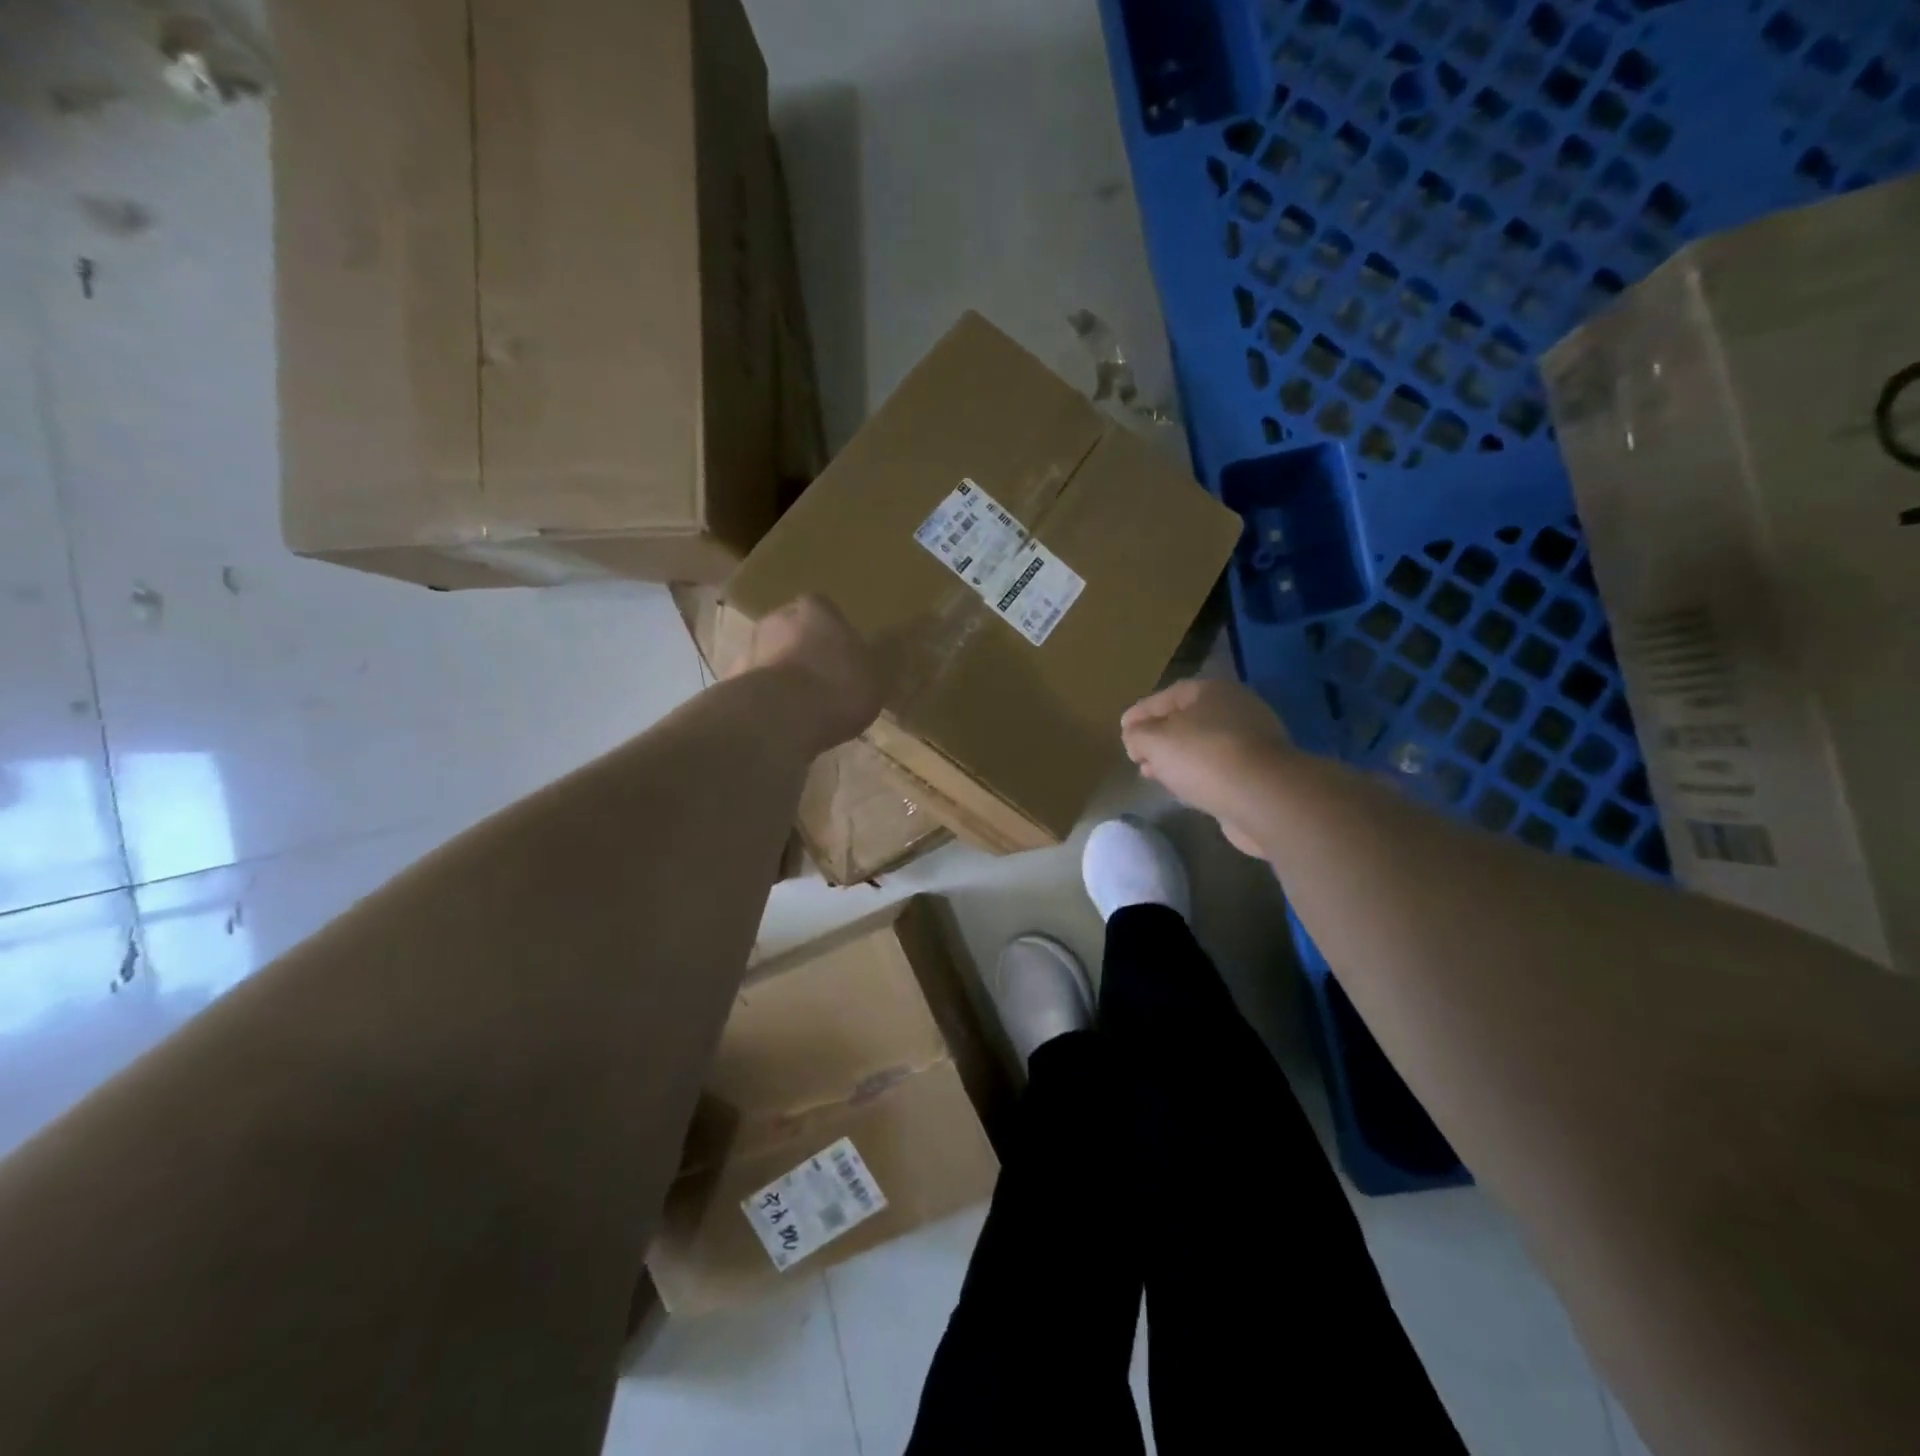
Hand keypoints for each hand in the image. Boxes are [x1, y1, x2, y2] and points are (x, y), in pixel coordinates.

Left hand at [735, 595, 887, 752]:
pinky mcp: (730, 683)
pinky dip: (765, 701)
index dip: (833, 630)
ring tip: (799, 708)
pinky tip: (779, 724)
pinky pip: (754, 689)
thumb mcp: (876, 676)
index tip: (842, 654)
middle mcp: (777, 619)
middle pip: (791, 630)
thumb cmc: (837, 686)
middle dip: (802, 650)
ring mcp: (749, 650)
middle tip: (821, 679)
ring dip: (780, 676)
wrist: (780, 717)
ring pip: (769, 658)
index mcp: (816, 609)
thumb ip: (873, 663)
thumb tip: (880, 654)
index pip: (823, 608)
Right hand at [1121, 678, 1290, 857]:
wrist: (1265, 798)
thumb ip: (1137, 736)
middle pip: (1187, 720)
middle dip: (1159, 738)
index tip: (1121, 731)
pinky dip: (1197, 775)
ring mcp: (1252, 741)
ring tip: (1153, 774)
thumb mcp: (1154, 741)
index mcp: (1212, 691)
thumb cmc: (1204, 757)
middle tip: (1137, 755)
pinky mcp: (1260, 773)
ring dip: (1176, 759)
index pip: (1167, 696)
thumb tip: (1135, 739)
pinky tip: (1182, 790)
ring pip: (1202, 746)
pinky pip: (1218, 769)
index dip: (1140, 713)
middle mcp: (1236, 709)